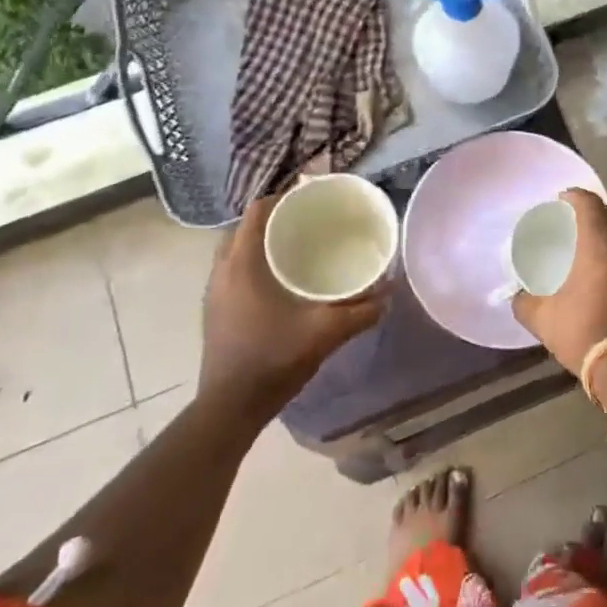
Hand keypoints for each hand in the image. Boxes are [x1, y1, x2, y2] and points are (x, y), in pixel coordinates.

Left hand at [200, 195, 384, 416]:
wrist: (230, 408)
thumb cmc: (273, 359)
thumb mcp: (325, 332)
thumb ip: (361, 311)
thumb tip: (391, 293)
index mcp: (242, 264)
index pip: (259, 211)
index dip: (285, 197)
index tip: (314, 199)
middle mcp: (222, 270)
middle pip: (248, 227)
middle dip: (278, 219)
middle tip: (312, 221)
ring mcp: (215, 292)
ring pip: (239, 249)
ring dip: (266, 242)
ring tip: (301, 246)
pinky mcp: (216, 310)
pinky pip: (235, 270)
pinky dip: (258, 262)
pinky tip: (285, 280)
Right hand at [514, 188, 606, 377]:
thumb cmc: (583, 334)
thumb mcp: (542, 319)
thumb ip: (524, 302)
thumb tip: (517, 296)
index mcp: (599, 249)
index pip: (591, 205)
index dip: (576, 196)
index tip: (561, 198)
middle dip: (597, 208)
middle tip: (577, 218)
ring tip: (590, 246)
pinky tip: (604, 274)